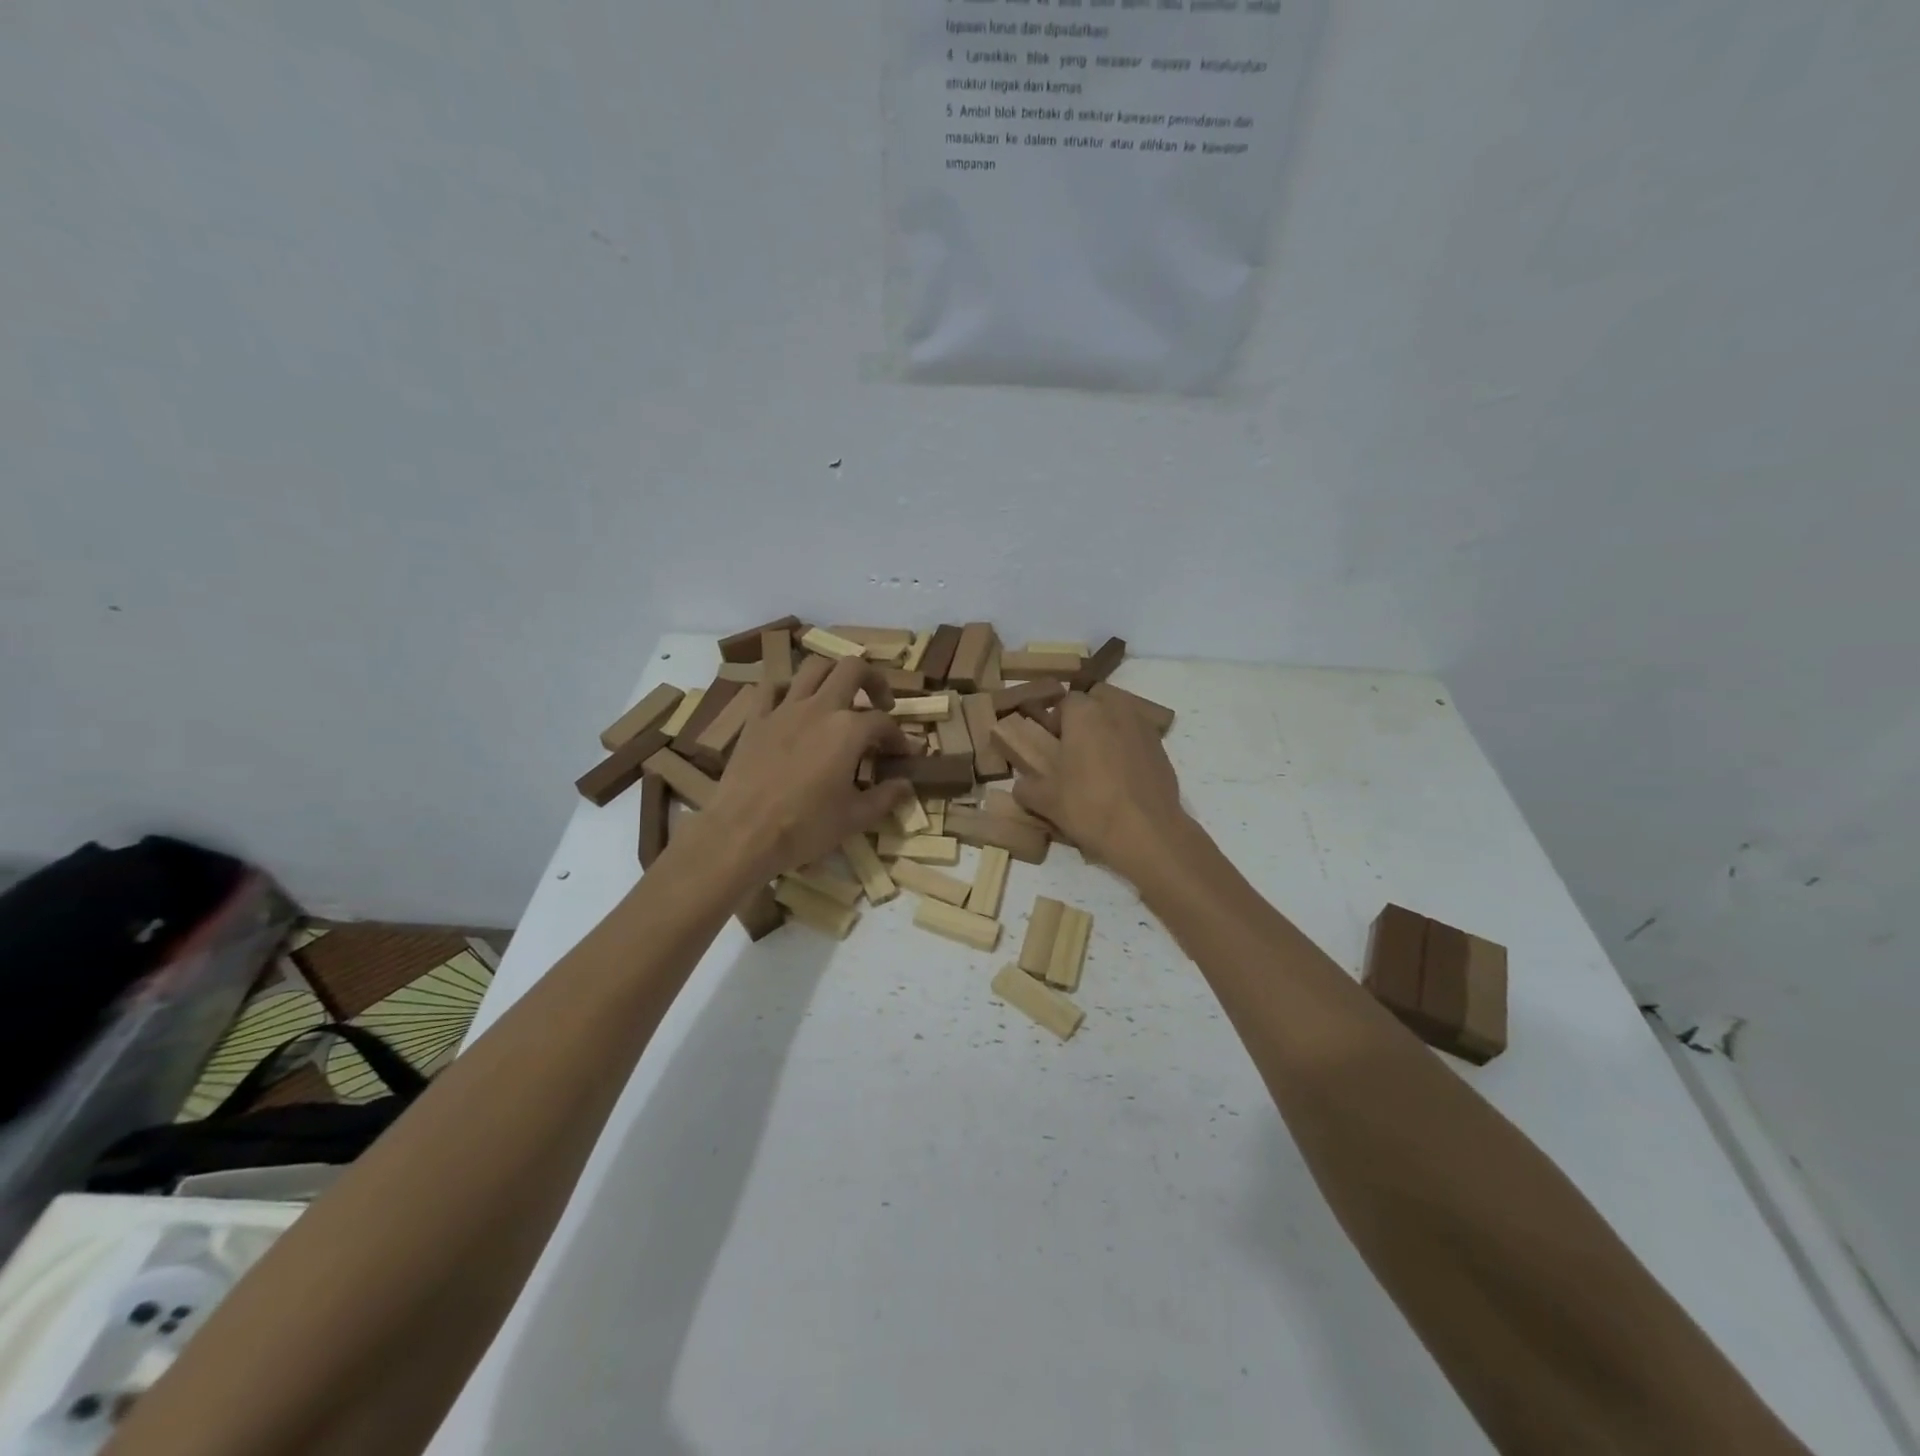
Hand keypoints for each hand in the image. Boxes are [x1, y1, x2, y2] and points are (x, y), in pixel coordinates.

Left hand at [700, 654, 913, 883]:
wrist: (743, 833)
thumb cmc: (805, 827)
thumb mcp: (855, 818)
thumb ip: (886, 797)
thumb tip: (907, 785)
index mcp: (849, 730)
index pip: (884, 722)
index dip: (898, 737)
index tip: (902, 755)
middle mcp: (820, 708)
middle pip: (853, 669)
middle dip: (874, 680)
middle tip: (880, 703)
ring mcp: (784, 709)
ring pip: (813, 668)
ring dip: (833, 674)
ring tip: (840, 695)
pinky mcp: (756, 718)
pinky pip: (771, 687)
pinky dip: (787, 688)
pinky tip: (794, 704)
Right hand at [1013, 691, 1186, 876]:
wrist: (1146, 833)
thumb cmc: (1089, 807)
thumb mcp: (1046, 801)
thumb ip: (1027, 788)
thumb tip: (1021, 786)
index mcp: (1084, 713)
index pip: (1066, 700)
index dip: (1057, 719)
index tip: (1053, 743)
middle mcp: (1116, 710)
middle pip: (1098, 699)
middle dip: (1087, 715)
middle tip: (1077, 746)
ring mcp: (1144, 727)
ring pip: (1122, 715)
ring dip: (1110, 728)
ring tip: (1101, 761)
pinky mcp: (1163, 749)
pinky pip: (1139, 737)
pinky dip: (1130, 747)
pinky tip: (1123, 777)